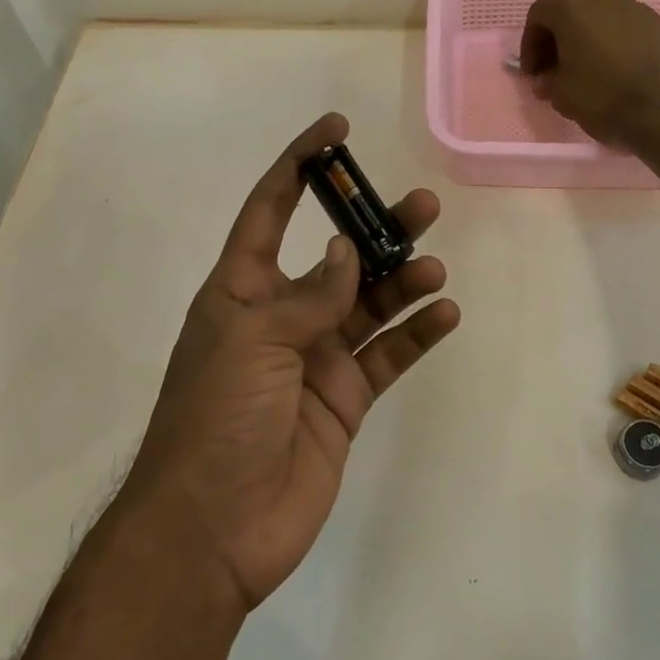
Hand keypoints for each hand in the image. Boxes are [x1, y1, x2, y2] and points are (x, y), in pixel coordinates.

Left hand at [119, 114, 460, 612]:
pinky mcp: (344, 400)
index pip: (271, 210)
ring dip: (403, 279)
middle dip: (375, 227)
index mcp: (242, 291)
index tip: (336, 131)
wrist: (214, 528)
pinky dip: (416, 333)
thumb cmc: (215, 419)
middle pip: (337, 256)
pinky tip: (445, 312)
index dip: (300, 167)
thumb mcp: (252, 341)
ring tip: (434, 264)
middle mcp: (282, 317)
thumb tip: (349, 252)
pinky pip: (387, 354)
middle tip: (424, 204)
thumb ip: (309, 296)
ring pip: (370, 303)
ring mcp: (316, 359)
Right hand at [519, 0, 659, 148]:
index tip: (534, 73)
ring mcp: (636, 7)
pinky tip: (615, 70)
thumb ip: (548, 81)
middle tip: (555, 70)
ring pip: (599, 17)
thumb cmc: (604, 97)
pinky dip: (613, 43)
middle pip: (570, 11)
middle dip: (558, 40)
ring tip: (586, 71)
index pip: (539, 15)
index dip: (530, 45)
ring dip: (587, 39)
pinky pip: (624, 28)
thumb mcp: (561, 95)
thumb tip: (547, 79)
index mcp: (573, 7)